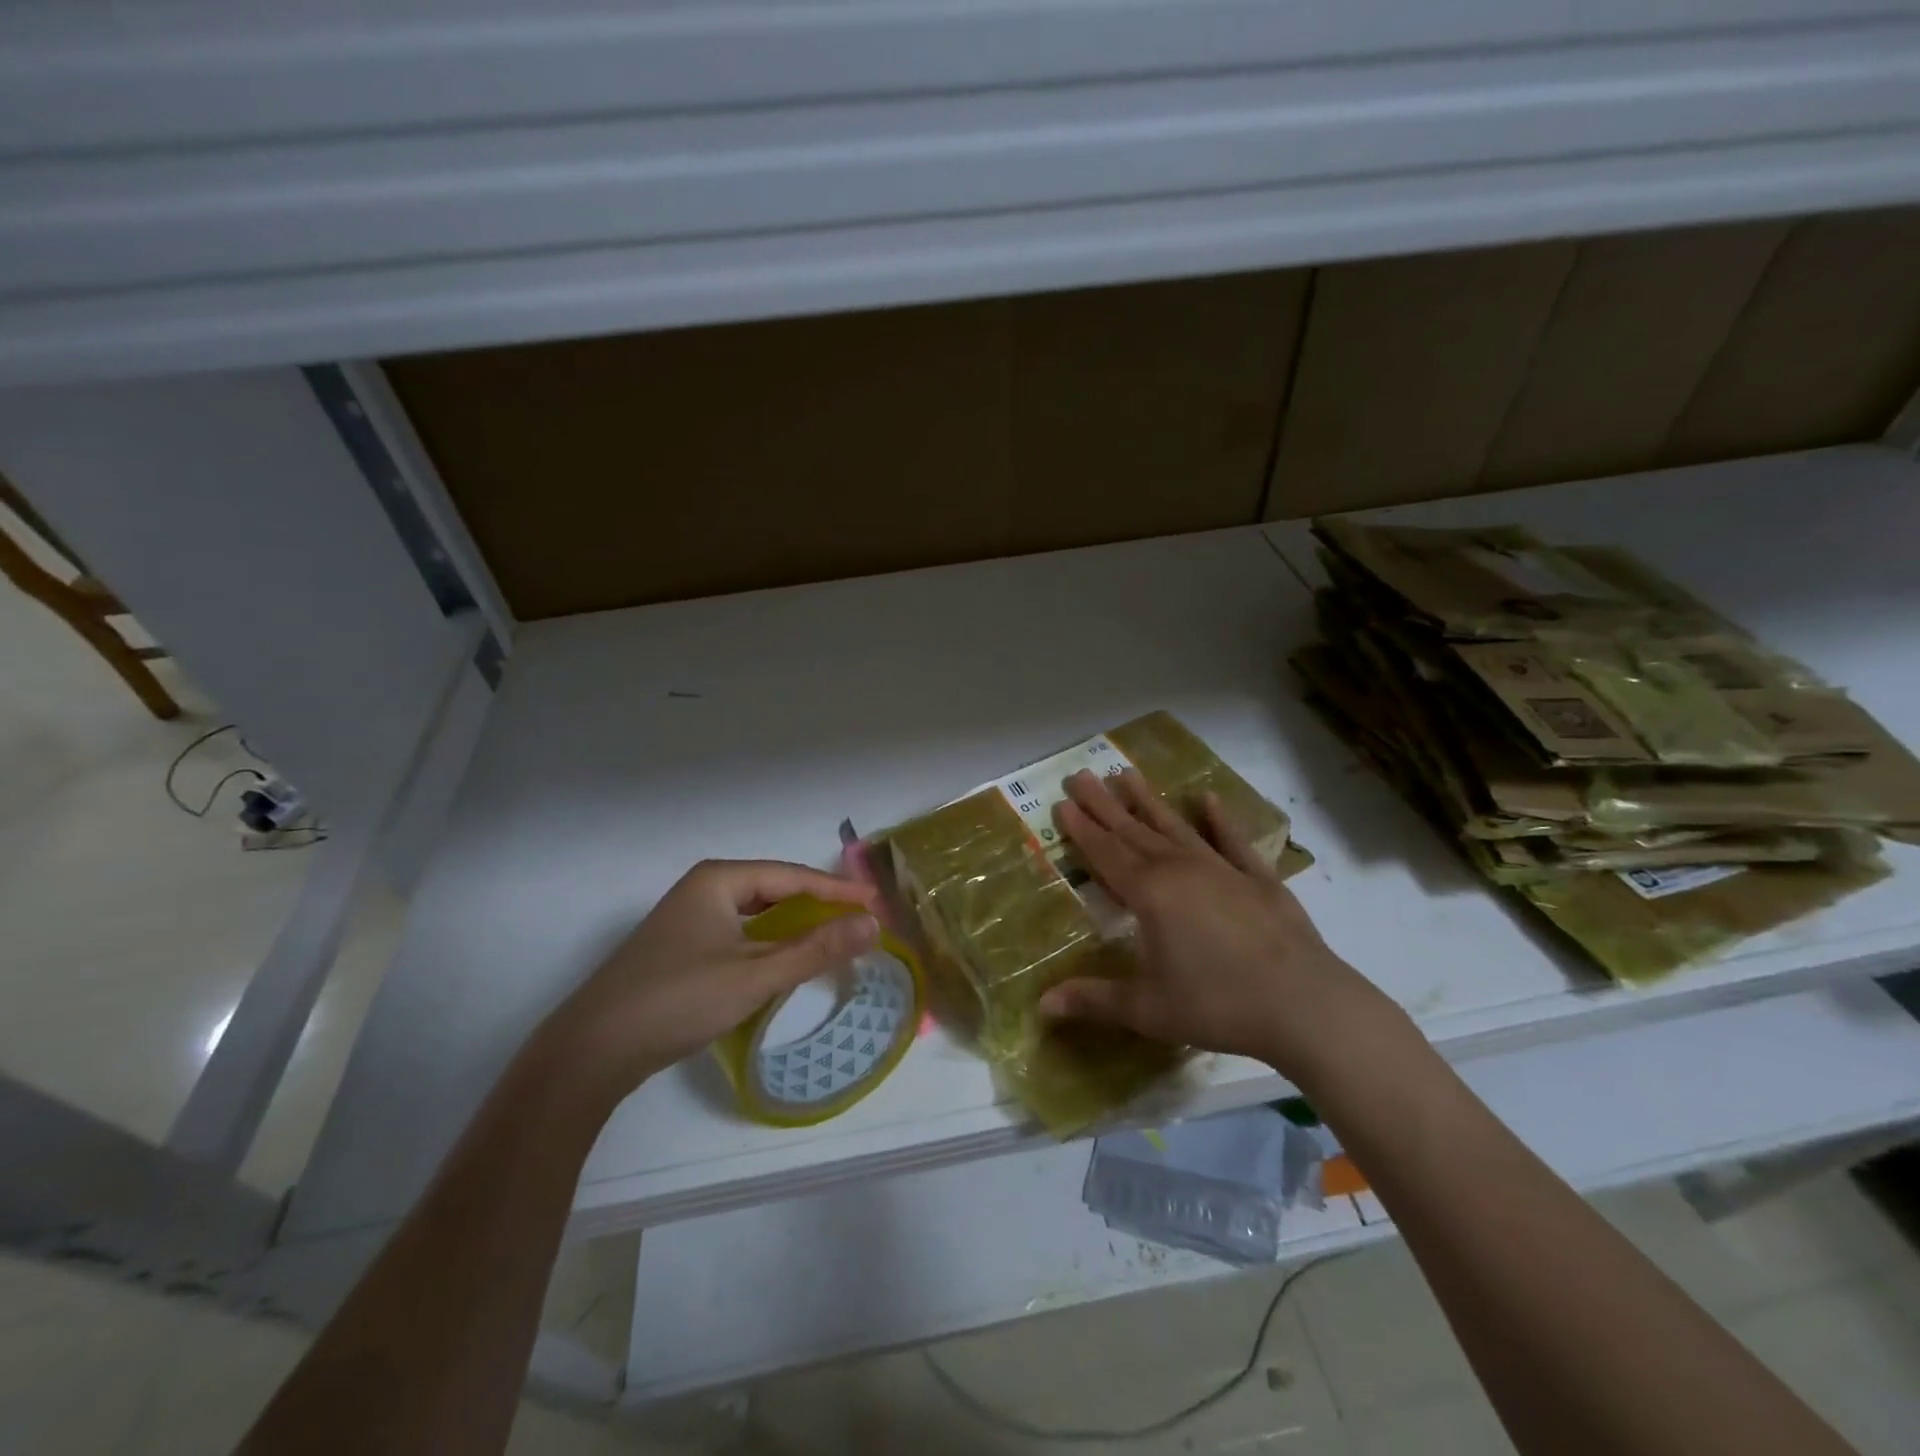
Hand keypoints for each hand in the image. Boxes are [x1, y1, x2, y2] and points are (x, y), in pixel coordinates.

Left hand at [537, 859, 879, 1105]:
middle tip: (858, 919)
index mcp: (719, 879)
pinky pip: (739, 933)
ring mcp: (688, 919)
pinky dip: (768, 942)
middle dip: (817, 903)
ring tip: (831, 936)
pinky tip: (784, 960)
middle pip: (774, 889)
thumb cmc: (679, 999)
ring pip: (756, 913)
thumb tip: (872, 924)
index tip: (876, 902)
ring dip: (793, 924)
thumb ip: (816, 948)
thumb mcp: (756, 974)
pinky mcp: (680, 948)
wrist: (592, 1050)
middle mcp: (703, 888)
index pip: (793, 875)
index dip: (837, 889)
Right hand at [1037, 769, 1402, 1082]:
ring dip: (1150, 801)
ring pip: (1176, 827)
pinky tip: (1208, 798)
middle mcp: (1182, 870)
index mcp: (1151, 894)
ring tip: (1126, 773)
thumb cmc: (1218, 1004)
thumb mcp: (1148, 1009)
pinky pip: (1233, 841)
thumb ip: (1094, 1000)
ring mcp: (1223, 869)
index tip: (1063, 801)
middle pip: (1134, 831)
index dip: (1082, 829)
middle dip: (1104, 805)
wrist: (1304, 1004)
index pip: (1106, 854)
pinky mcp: (1259, 879)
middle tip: (1081, 775)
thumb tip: (1043, 1004)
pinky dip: (1220, 819)